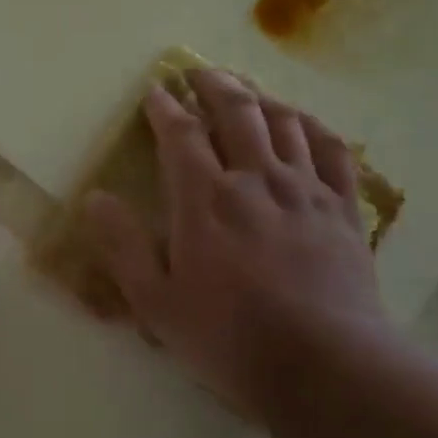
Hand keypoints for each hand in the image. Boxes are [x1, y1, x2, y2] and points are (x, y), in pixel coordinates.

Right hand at [82, 69, 392, 421]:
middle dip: (213, 85)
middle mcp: (256, 179)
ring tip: (246, 89)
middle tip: (198, 72)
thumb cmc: (229, 337)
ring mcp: (306, 190)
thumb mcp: (157, 302)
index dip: (164, 108)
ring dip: (261, 97)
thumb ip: (122, 247)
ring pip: (285, 122)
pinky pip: (333, 150)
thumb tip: (93, 198)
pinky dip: (314, 127)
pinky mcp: (344, 208)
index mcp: (205, 198)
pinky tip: (305, 123)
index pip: (180, 135)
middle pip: (237, 112)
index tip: (155, 90)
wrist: (324, 365)